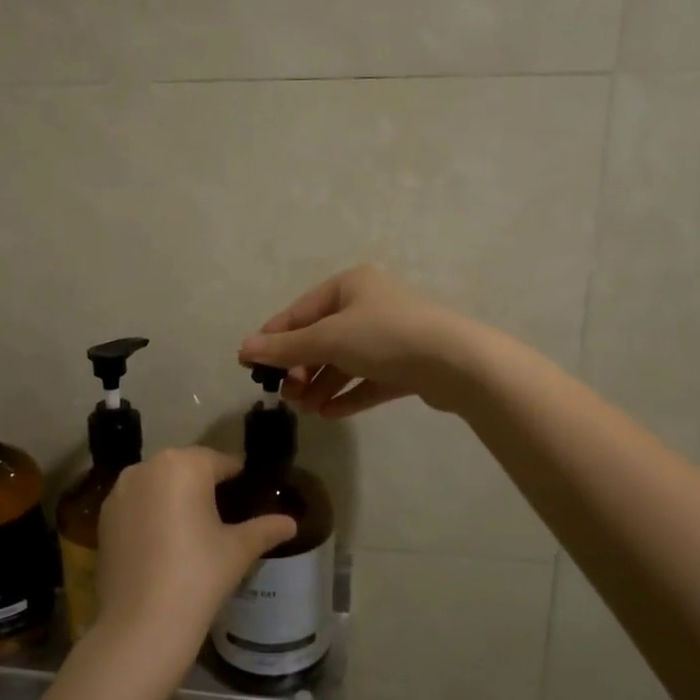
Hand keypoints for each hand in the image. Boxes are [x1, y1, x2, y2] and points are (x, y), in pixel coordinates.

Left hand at [96, 448, 296, 660]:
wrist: (141, 624)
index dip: (238, 478)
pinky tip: (164, 544)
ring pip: (158, 485)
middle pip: (186, 468)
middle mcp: (146, 467)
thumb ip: (265, 529)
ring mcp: (119, 492)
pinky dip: (151, 514)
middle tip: (224, 515)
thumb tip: (291, 523)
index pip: (220, 461)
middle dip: (204, 485)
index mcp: (183, 464)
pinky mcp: (103, 518)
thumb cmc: (198, 576)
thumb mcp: (238, 550)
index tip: (249, 495)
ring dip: (175, 498)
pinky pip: (137, 505)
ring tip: (194, 530)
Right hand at [239, 264, 480, 416]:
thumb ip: (286, 347)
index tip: (250, 364)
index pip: (301, 311)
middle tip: (287, 395)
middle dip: (302, 368)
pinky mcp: (406, 365)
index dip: (274, 337)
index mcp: (351, 285)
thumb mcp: (328, 339)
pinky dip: (348, 395)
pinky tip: (329, 413)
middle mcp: (370, 305)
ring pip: (345, 362)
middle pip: (323, 338)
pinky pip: (368, 380)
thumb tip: (244, 349)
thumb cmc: (384, 337)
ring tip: (307, 410)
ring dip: (322, 386)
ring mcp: (390, 336)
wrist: (455, 362)